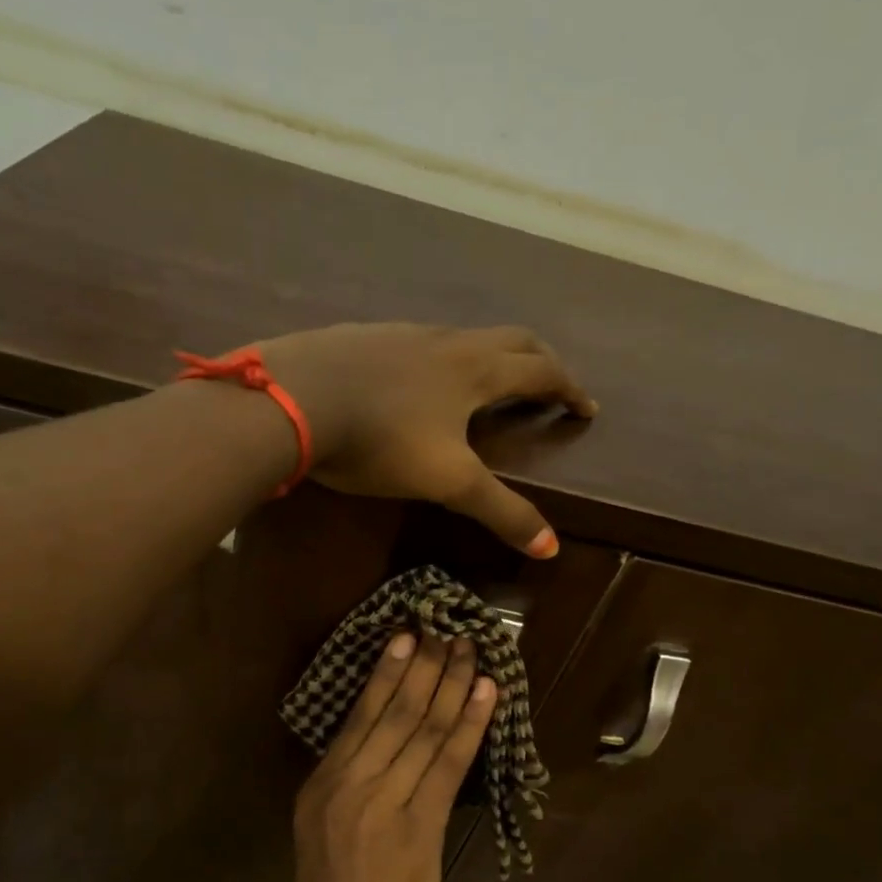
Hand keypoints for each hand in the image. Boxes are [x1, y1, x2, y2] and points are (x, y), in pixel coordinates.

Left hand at [258, 323, 595, 557]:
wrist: (294, 399)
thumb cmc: (381, 439)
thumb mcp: (447, 482)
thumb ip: (499, 511)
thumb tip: (551, 547)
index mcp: (476, 371)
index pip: (541, 371)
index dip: (569, 389)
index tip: (586, 408)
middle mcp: (446, 342)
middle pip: (511, 339)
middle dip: (539, 362)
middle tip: (550, 385)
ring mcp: (402, 334)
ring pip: (461, 338)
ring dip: (488, 357)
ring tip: (486, 386)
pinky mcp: (363, 338)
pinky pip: (417, 344)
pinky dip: (438, 361)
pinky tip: (415, 385)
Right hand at [292, 630, 496, 881]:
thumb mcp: (321, 843)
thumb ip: (346, 793)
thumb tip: (380, 747)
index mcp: (318, 791)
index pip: (358, 718)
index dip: (386, 673)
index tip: (406, 637)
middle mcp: (347, 788)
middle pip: (393, 714)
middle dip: (423, 667)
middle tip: (445, 629)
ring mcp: (384, 805)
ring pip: (421, 730)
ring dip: (450, 685)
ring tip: (470, 649)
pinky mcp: (420, 827)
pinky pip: (448, 763)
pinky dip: (469, 724)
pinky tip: (485, 693)